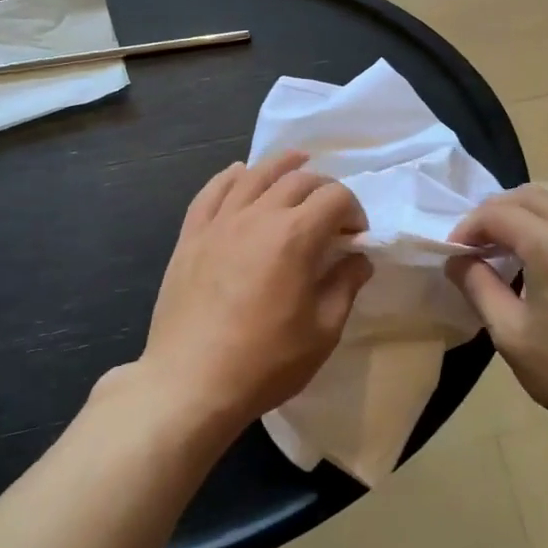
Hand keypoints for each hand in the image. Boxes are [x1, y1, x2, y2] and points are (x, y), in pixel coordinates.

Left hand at [139, 151, 372, 429]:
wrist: (190, 384)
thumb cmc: (266, 362)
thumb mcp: (323, 331)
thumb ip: (345, 286)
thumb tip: (358, 259)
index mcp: (296, 236)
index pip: (336, 198)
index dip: (355, 210)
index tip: (356, 237)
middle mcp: (258, 216)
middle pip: (298, 179)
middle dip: (324, 188)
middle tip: (331, 214)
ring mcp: (220, 222)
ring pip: (255, 174)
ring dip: (282, 165)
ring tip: (297, 163)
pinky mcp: (191, 235)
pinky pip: (212, 191)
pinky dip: (231, 177)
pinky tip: (240, 174)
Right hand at [448, 183, 547, 450]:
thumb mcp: (510, 334)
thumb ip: (478, 286)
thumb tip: (456, 259)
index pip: (499, 213)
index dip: (469, 226)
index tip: (456, 251)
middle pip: (531, 194)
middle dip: (497, 211)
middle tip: (479, 241)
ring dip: (530, 206)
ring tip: (513, 237)